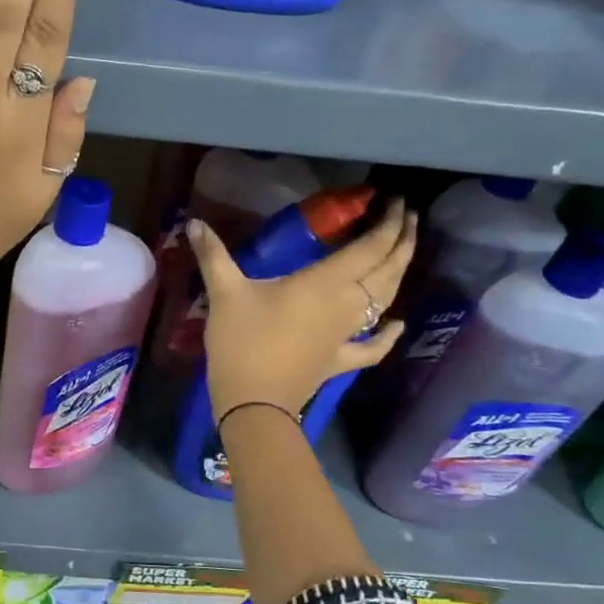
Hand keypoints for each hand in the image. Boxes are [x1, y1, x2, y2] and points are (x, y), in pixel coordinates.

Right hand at [190, 202, 417, 420]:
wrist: (252, 401)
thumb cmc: (241, 342)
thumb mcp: (224, 293)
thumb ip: (212, 255)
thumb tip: (193, 222)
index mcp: (324, 283)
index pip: (369, 248)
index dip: (389, 224)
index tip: (398, 202)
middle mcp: (345, 305)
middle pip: (386, 270)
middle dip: (403, 242)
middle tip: (410, 218)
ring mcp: (346, 335)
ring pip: (385, 300)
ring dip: (399, 274)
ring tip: (405, 252)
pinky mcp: (339, 360)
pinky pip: (373, 346)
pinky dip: (388, 334)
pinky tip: (397, 324)